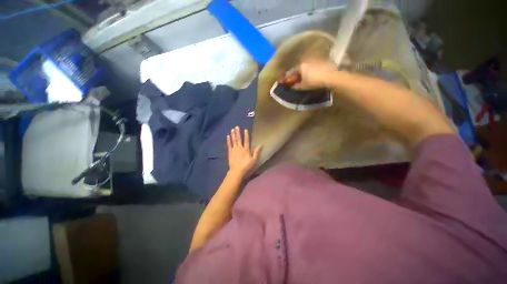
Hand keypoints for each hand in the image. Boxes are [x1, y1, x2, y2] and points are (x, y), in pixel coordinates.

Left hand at [226, 126, 261, 176]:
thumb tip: (260, 145)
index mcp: (246, 149)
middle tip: (236, 126)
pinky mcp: (230, 152)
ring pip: (233, 140)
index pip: (246, 140)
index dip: (246, 135)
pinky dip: (228, 140)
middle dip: (238, 132)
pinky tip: (228, 136)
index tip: (245, 129)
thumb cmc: (246, 165)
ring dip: (233, 134)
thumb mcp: (253, 160)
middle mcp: (240, 148)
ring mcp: (234, 149)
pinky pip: (229, 145)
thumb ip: (256, 152)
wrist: (236, 171)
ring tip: (232, 129)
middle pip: (239, 139)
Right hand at [292, 59, 338, 89]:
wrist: (330, 77)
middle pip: (302, 67)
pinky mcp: (324, 60)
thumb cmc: (314, 81)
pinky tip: (317, 74)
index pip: (294, 70)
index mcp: (302, 65)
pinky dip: (316, 69)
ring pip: (310, 65)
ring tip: (310, 77)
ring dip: (308, 70)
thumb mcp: (303, 86)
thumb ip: (297, 86)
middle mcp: (308, 60)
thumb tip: (293, 86)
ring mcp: (317, 59)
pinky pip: (317, 65)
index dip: (293, 77)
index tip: (294, 81)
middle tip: (302, 80)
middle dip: (301, 73)